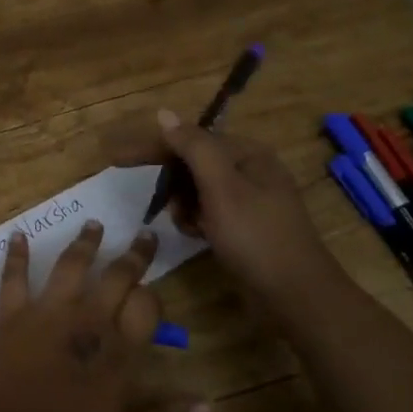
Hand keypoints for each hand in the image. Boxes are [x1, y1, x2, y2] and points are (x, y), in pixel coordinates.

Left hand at [0, 220, 209, 411]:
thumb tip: (208, 407)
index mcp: (117, 354)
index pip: (146, 309)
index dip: (155, 298)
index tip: (156, 294)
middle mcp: (86, 321)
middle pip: (116, 277)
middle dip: (134, 255)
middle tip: (145, 234)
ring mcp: (45, 313)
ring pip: (71, 265)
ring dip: (85, 243)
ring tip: (95, 223)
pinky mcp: (10, 314)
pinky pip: (14, 277)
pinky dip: (16, 254)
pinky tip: (17, 234)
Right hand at [104, 110, 335, 298]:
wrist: (297, 297)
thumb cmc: (256, 237)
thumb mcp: (221, 187)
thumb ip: (193, 147)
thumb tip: (164, 114)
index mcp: (247, 153)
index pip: (189, 139)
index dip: (152, 147)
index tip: (114, 160)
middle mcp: (250, 169)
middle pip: (193, 162)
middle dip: (172, 181)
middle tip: (157, 203)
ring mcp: (249, 199)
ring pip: (198, 188)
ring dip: (183, 203)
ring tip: (184, 224)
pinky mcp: (246, 226)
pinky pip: (209, 210)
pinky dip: (196, 219)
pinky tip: (195, 234)